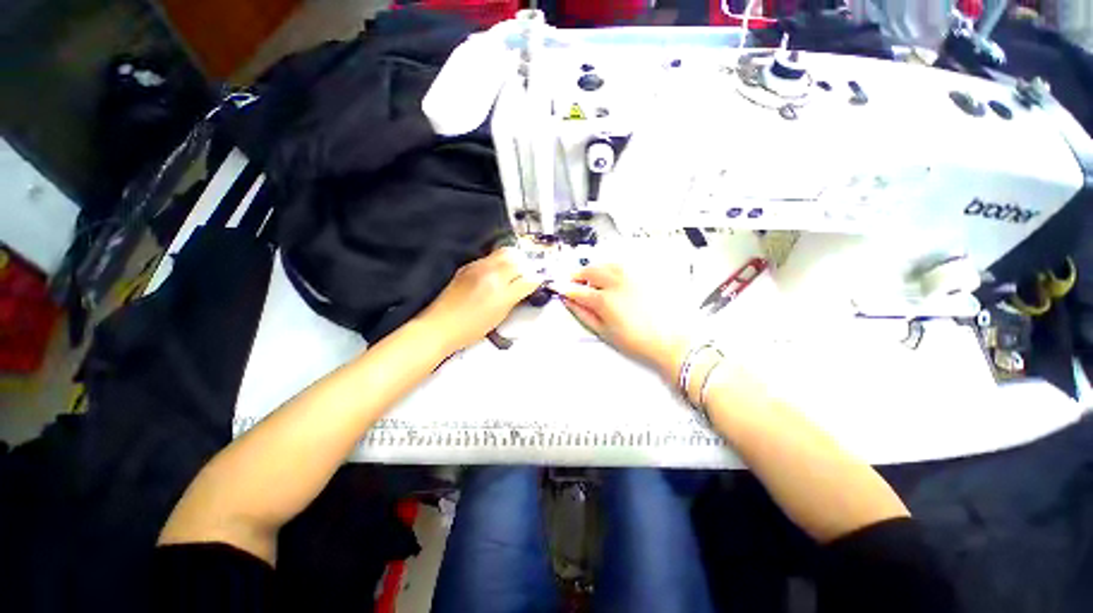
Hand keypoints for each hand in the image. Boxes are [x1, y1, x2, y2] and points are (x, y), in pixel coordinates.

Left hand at [417, 248, 540, 353]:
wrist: (440, 326)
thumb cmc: (471, 328)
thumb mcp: (500, 316)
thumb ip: (514, 298)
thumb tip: (525, 287)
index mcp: (501, 292)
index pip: (528, 279)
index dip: (536, 280)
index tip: (539, 281)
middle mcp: (491, 274)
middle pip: (518, 259)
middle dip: (527, 265)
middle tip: (529, 273)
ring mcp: (478, 267)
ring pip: (504, 253)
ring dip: (514, 259)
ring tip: (515, 269)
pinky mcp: (468, 266)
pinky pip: (490, 257)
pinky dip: (499, 261)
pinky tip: (498, 272)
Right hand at [557, 264, 687, 380]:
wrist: (670, 341)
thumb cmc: (636, 341)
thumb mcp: (604, 332)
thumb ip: (583, 314)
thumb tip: (569, 301)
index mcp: (604, 299)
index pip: (577, 290)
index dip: (565, 289)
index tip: (559, 288)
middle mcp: (616, 282)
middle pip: (590, 270)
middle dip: (578, 275)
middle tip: (575, 282)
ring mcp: (632, 276)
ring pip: (606, 263)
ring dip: (595, 269)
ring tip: (593, 279)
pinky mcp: (645, 275)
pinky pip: (623, 265)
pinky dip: (612, 268)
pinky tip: (613, 278)